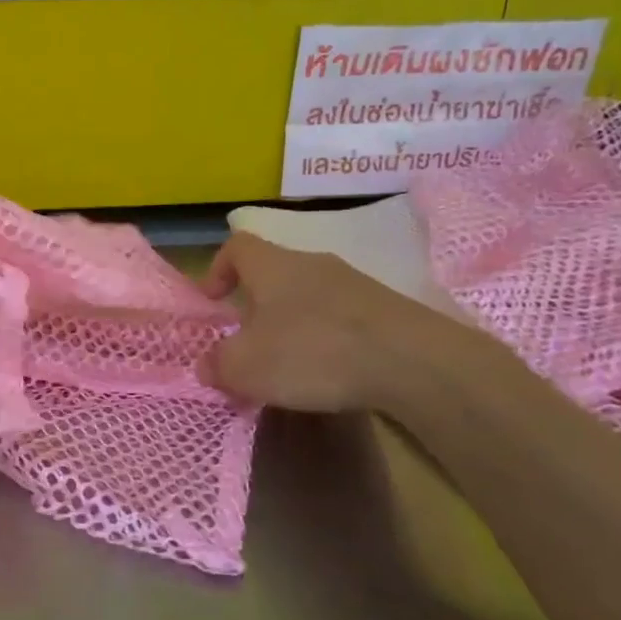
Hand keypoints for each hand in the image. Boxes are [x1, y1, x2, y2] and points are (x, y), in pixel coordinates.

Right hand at [198, 232, 477, 414]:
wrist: (414, 362)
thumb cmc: (312, 352)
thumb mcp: (247, 367)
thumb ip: (219, 364)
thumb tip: (206, 364)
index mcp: (272, 265)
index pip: (236, 246)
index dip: (218, 268)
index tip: (213, 300)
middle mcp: (312, 263)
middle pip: (274, 272)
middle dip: (257, 305)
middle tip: (249, 342)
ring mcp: (354, 283)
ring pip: (309, 295)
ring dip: (294, 323)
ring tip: (291, 364)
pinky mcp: (387, 310)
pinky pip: (343, 317)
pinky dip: (329, 338)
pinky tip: (333, 373)